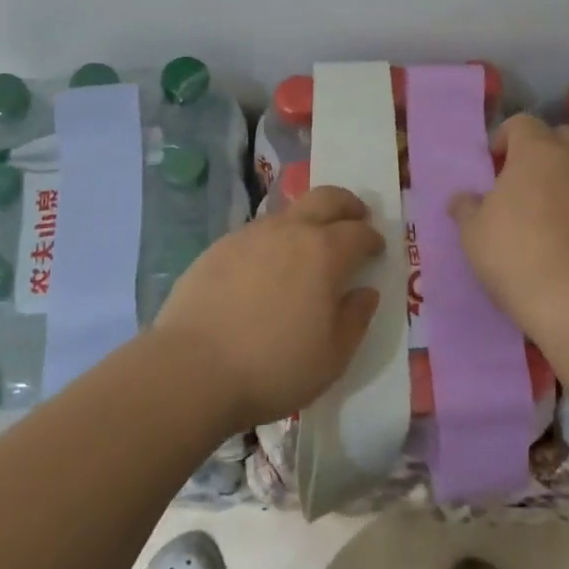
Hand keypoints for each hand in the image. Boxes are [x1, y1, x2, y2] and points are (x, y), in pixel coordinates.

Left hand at [153, 185, 383, 432]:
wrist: (191, 370)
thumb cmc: (273, 367)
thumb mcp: (332, 357)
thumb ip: (356, 319)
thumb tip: (365, 292)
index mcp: (324, 252)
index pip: (359, 232)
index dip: (372, 238)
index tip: (377, 250)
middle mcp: (289, 231)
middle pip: (326, 198)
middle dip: (347, 204)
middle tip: (355, 219)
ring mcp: (250, 235)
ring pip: (288, 213)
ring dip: (308, 221)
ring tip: (308, 248)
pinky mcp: (218, 248)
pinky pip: (257, 233)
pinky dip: (274, 241)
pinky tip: (266, 269)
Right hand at [448, 115, 568, 375]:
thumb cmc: (515, 255)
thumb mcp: (473, 233)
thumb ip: (466, 207)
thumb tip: (462, 198)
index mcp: (537, 151)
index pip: (521, 122)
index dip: (504, 137)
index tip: (493, 165)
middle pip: (560, 138)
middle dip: (541, 152)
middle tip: (522, 183)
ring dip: (568, 179)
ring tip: (550, 211)